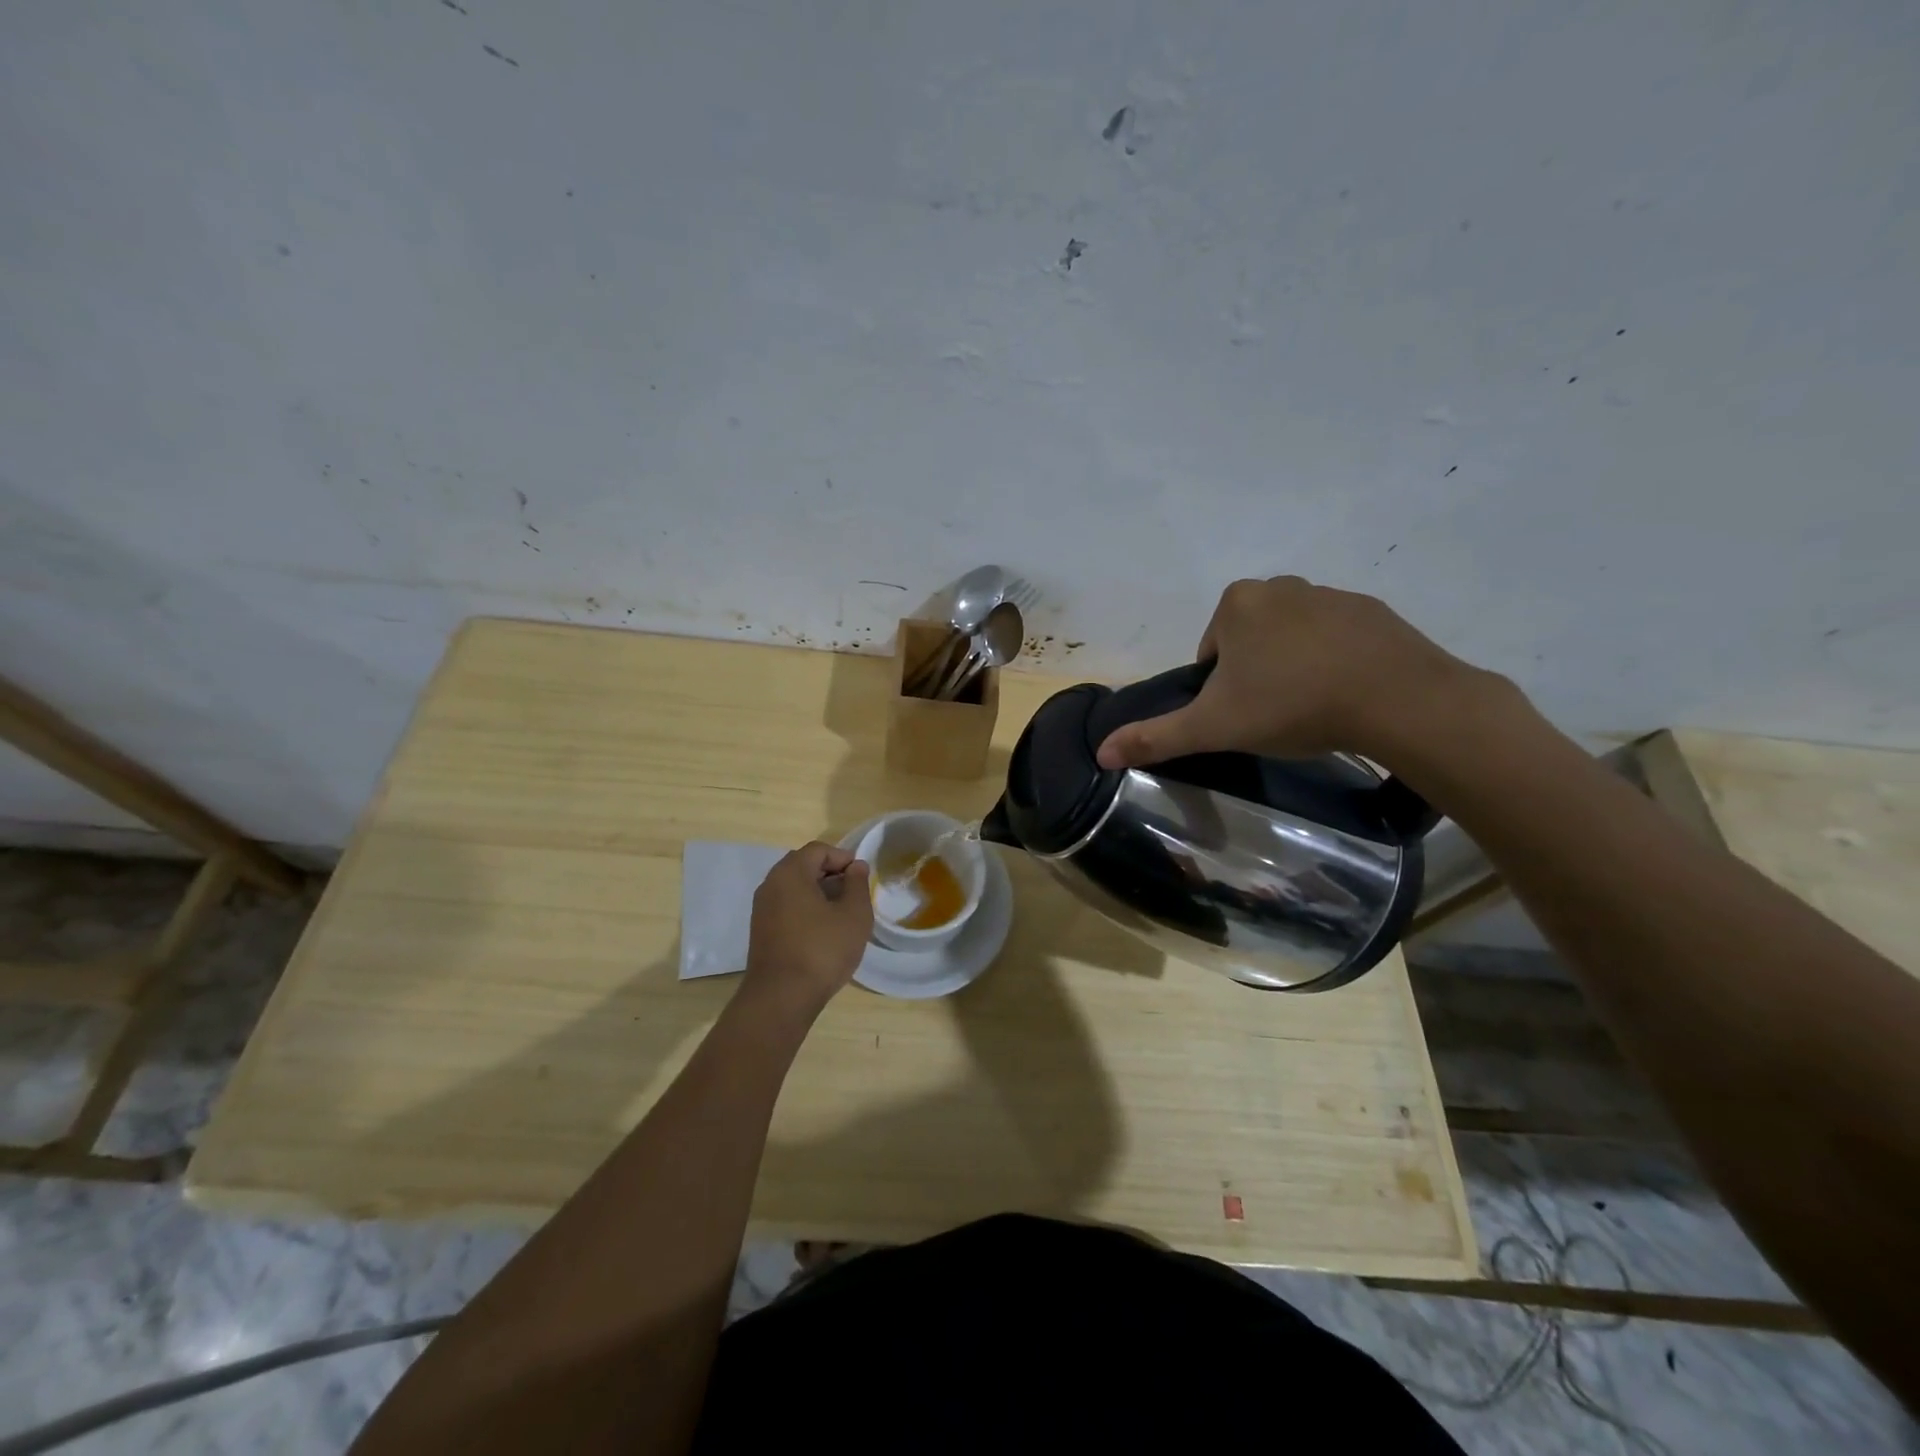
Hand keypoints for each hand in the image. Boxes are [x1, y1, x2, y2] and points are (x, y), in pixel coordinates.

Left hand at [741, 842, 872, 1019]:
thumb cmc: (822, 950)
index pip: (818, 850)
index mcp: (790, 873)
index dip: (843, 858)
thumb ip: (858, 884)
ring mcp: (762, 909)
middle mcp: (770, 884)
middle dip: (830, 874)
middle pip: (803, 866)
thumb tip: (856, 867)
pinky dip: (805, 909)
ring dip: (819, 893)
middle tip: (853, 893)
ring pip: (794, 888)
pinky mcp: (761, 931)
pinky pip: (786, 906)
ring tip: (842, 913)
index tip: (861, 877)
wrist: (781, 998)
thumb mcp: (854, 915)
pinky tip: (823, 930)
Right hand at [1095, 576, 1481, 769]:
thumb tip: (1100, 753)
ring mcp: (1331, 594)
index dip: (1219, 688)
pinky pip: (1337, 638)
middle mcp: (1280, 587)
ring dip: (1293, 668)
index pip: (1210, 651)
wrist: (1397, 700)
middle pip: (1249, 641)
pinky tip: (1346, 695)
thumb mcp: (1213, 727)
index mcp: (1236, 604)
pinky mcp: (1372, 611)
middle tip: (1274, 715)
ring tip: (1311, 709)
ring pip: (1292, 638)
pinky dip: (1333, 662)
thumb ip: (1155, 737)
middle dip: (1255, 674)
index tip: (1242, 715)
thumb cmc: (1291, 705)